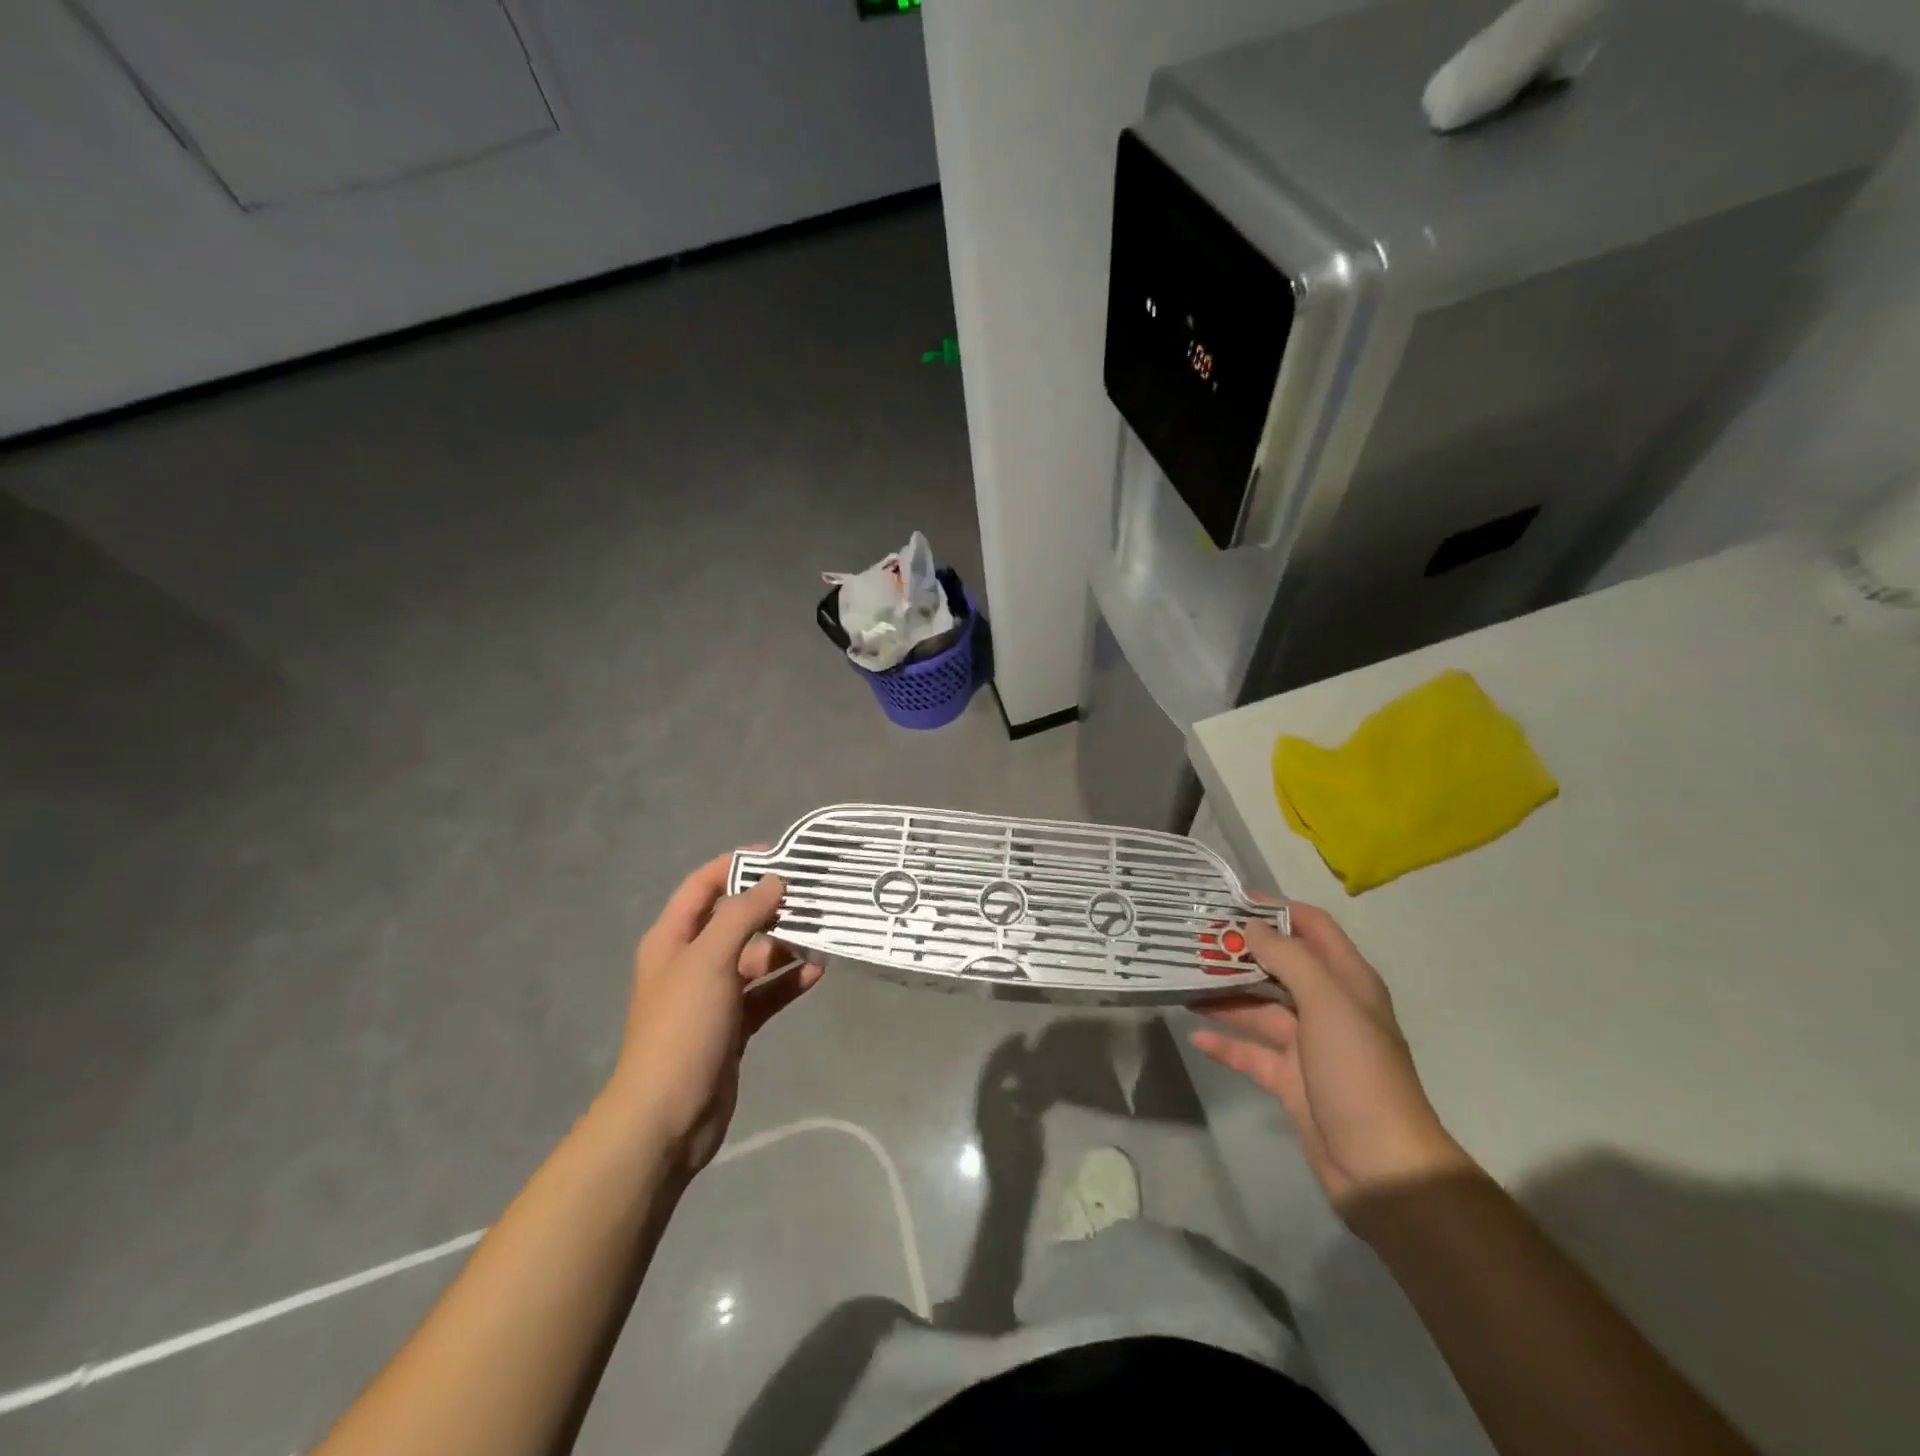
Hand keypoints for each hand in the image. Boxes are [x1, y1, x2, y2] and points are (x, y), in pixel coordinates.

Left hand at [604, 854, 822, 1176]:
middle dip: (771, 908)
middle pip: (734, 921)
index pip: (703, 885)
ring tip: (823, 937)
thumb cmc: (682, 1027)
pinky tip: (816, 975)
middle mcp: (691, 962)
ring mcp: (713, 996)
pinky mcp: (733, 1025)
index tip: (779, 856)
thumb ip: (742, 915)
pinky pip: (765, 993)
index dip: (736, 865)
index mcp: (672, 939)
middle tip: (813, 898)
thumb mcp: (709, 960)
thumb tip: (774, 881)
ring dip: (785, 947)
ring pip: (755, 958)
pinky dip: (788, 982)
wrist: (667, 1117)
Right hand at [1191, 903, 1470, 1221]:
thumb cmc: (1358, 1071)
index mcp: (1347, 982)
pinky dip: (1225, 1042)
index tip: (1231, 900)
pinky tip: (1195, 1035)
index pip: (1313, 928)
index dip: (1277, 909)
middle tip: (1194, 939)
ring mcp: (1307, 1045)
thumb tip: (1250, 927)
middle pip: (1279, 966)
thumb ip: (1288, 958)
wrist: (1381, 1166)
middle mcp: (1327, 1007)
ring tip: (1182, 980)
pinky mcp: (1289, 1079)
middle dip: (1240, 952)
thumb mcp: (1327, 1003)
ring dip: (1225, 995)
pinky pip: (1250, 1052)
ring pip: (1258, 1008)